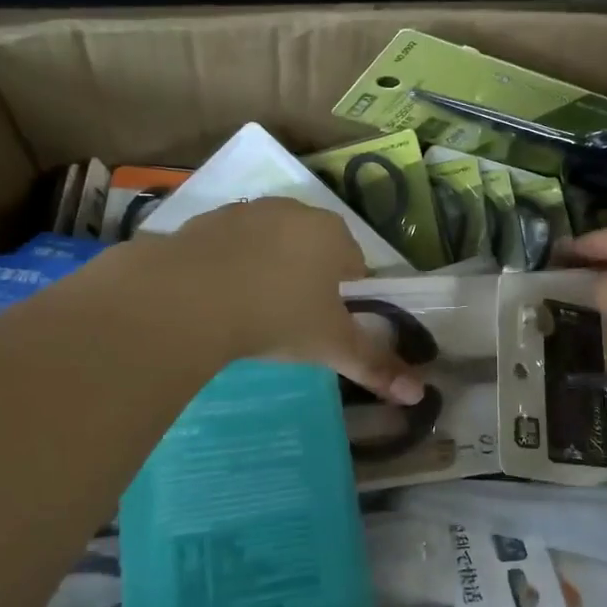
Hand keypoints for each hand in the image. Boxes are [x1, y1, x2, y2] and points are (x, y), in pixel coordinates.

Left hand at [156, 199, 425, 404]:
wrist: (187, 299)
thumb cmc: (276, 317)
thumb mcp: (330, 346)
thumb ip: (375, 366)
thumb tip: (419, 395)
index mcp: (332, 234)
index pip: (354, 263)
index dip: (345, 296)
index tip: (326, 325)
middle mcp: (293, 212)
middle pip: (312, 247)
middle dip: (307, 278)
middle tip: (290, 321)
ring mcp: (245, 212)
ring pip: (269, 242)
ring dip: (267, 268)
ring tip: (250, 310)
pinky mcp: (204, 221)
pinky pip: (228, 245)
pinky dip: (228, 265)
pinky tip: (215, 297)